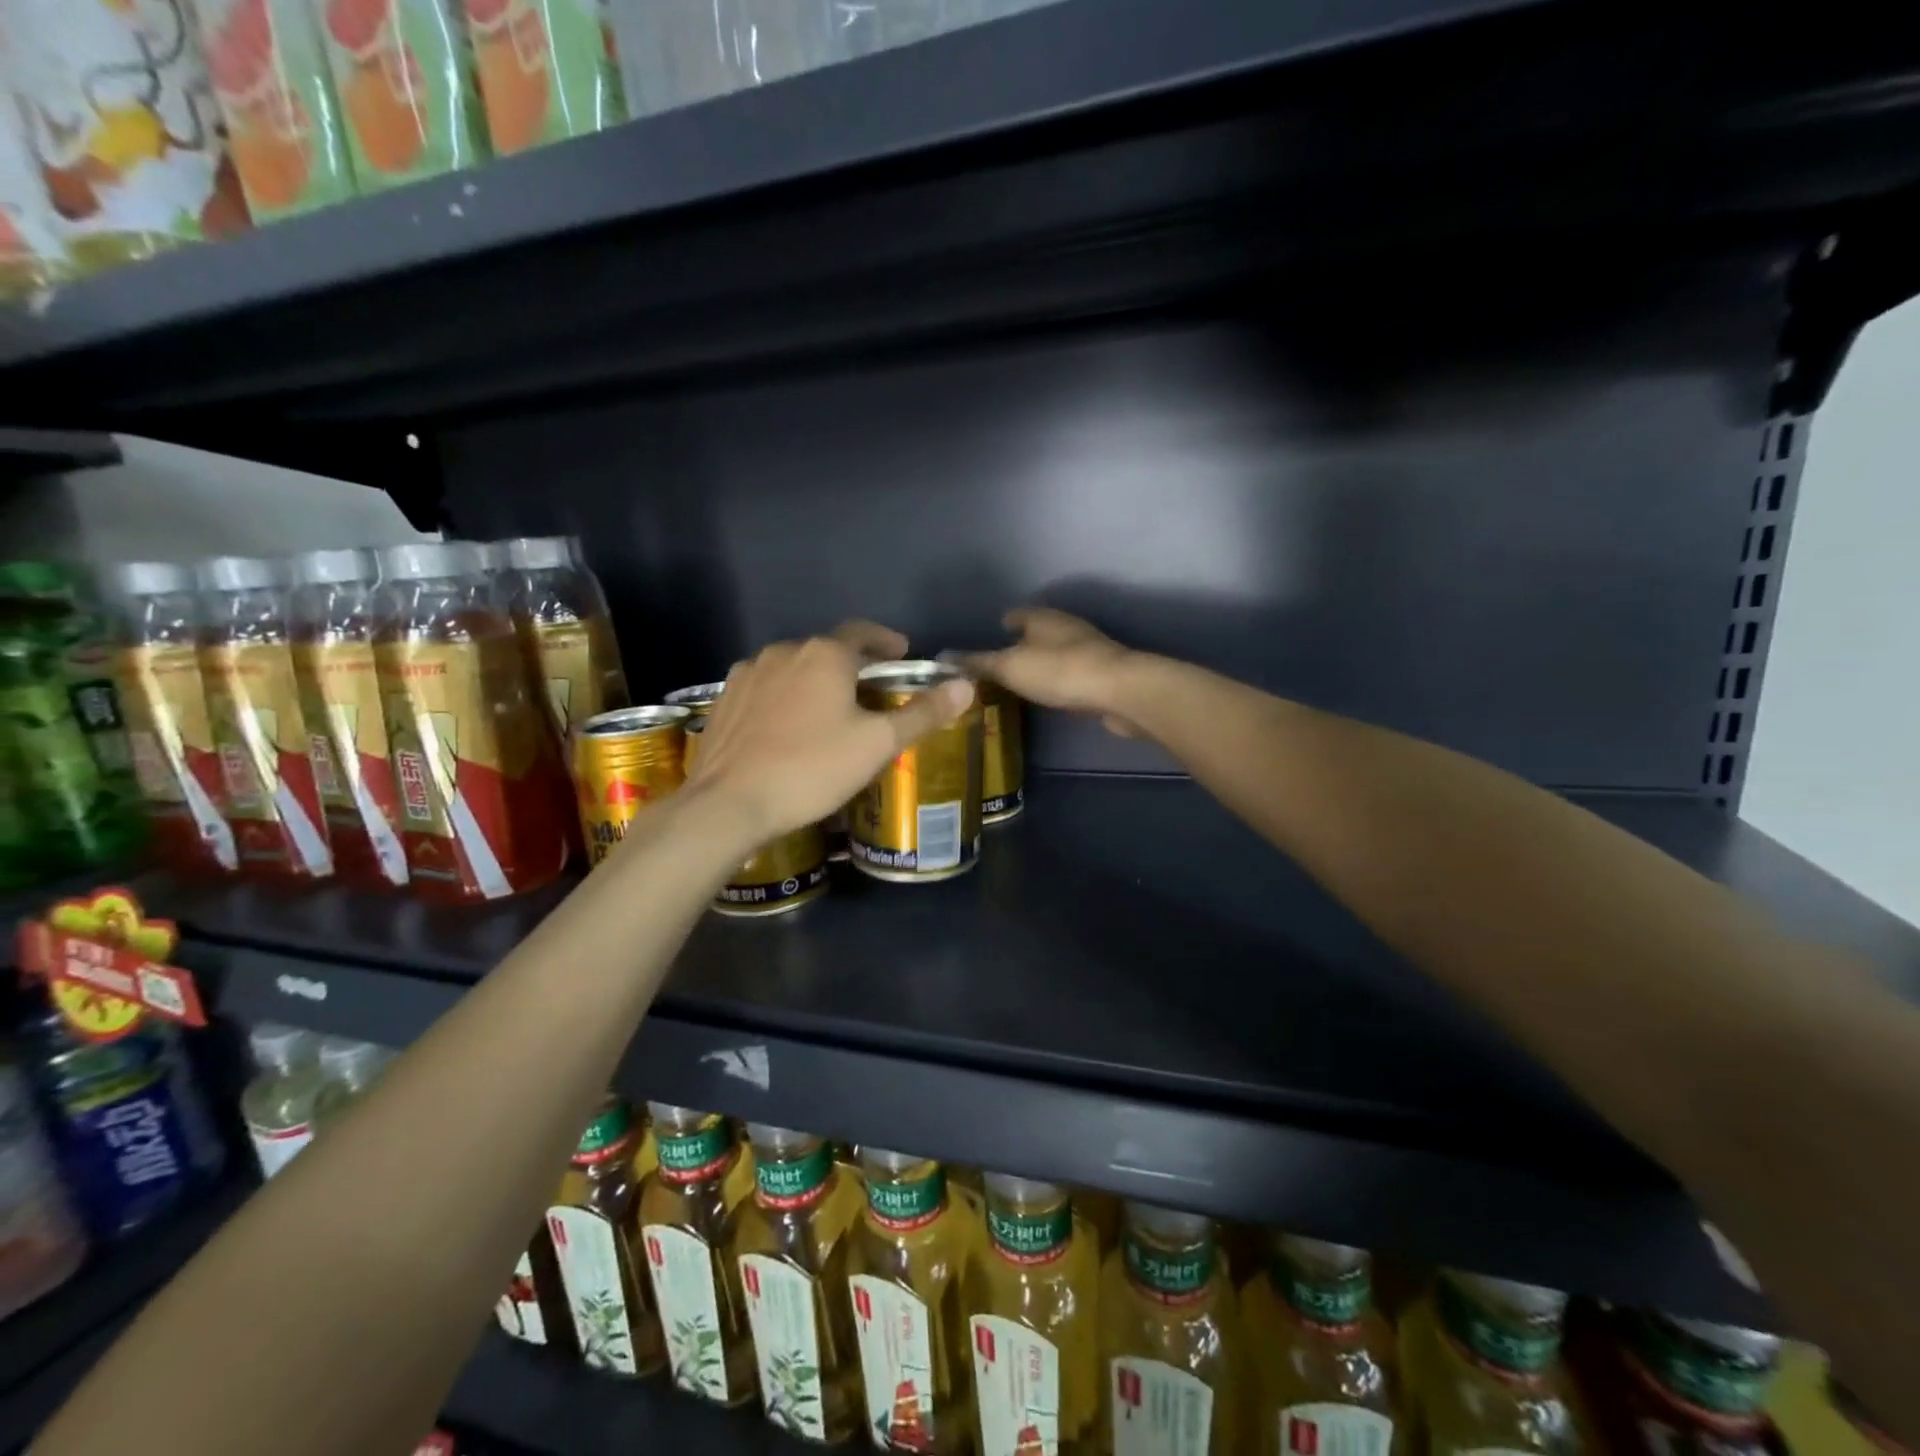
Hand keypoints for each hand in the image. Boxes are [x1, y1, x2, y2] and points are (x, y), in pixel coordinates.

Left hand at [687, 621, 972, 840]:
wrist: (729, 803)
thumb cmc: (812, 768)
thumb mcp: (877, 743)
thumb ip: (923, 713)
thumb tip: (965, 685)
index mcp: (824, 655)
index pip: (862, 632)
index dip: (886, 640)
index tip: (901, 652)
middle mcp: (784, 651)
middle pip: (826, 650)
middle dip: (851, 665)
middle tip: (871, 690)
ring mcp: (748, 674)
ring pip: (792, 668)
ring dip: (814, 680)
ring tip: (829, 710)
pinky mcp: (724, 700)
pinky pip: (765, 688)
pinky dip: (784, 697)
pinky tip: (787, 726)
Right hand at [959, 608, 1143, 736]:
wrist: (1120, 691)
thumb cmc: (1059, 671)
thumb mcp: (1009, 667)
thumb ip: (977, 663)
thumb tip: (943, 656)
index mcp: (1042, 617)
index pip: (1015, 615)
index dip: (1001, 625)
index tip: (988, 640)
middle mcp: (1066, 626)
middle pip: (1037, 632)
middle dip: (1020, 645)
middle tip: (998, 666)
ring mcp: (1088, 649)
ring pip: (1056, 653)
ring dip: (1041, 664)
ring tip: (1021, 683)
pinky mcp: (1103, 673)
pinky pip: (1071, 674)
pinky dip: (1058, 681)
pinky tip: (1051, 696)